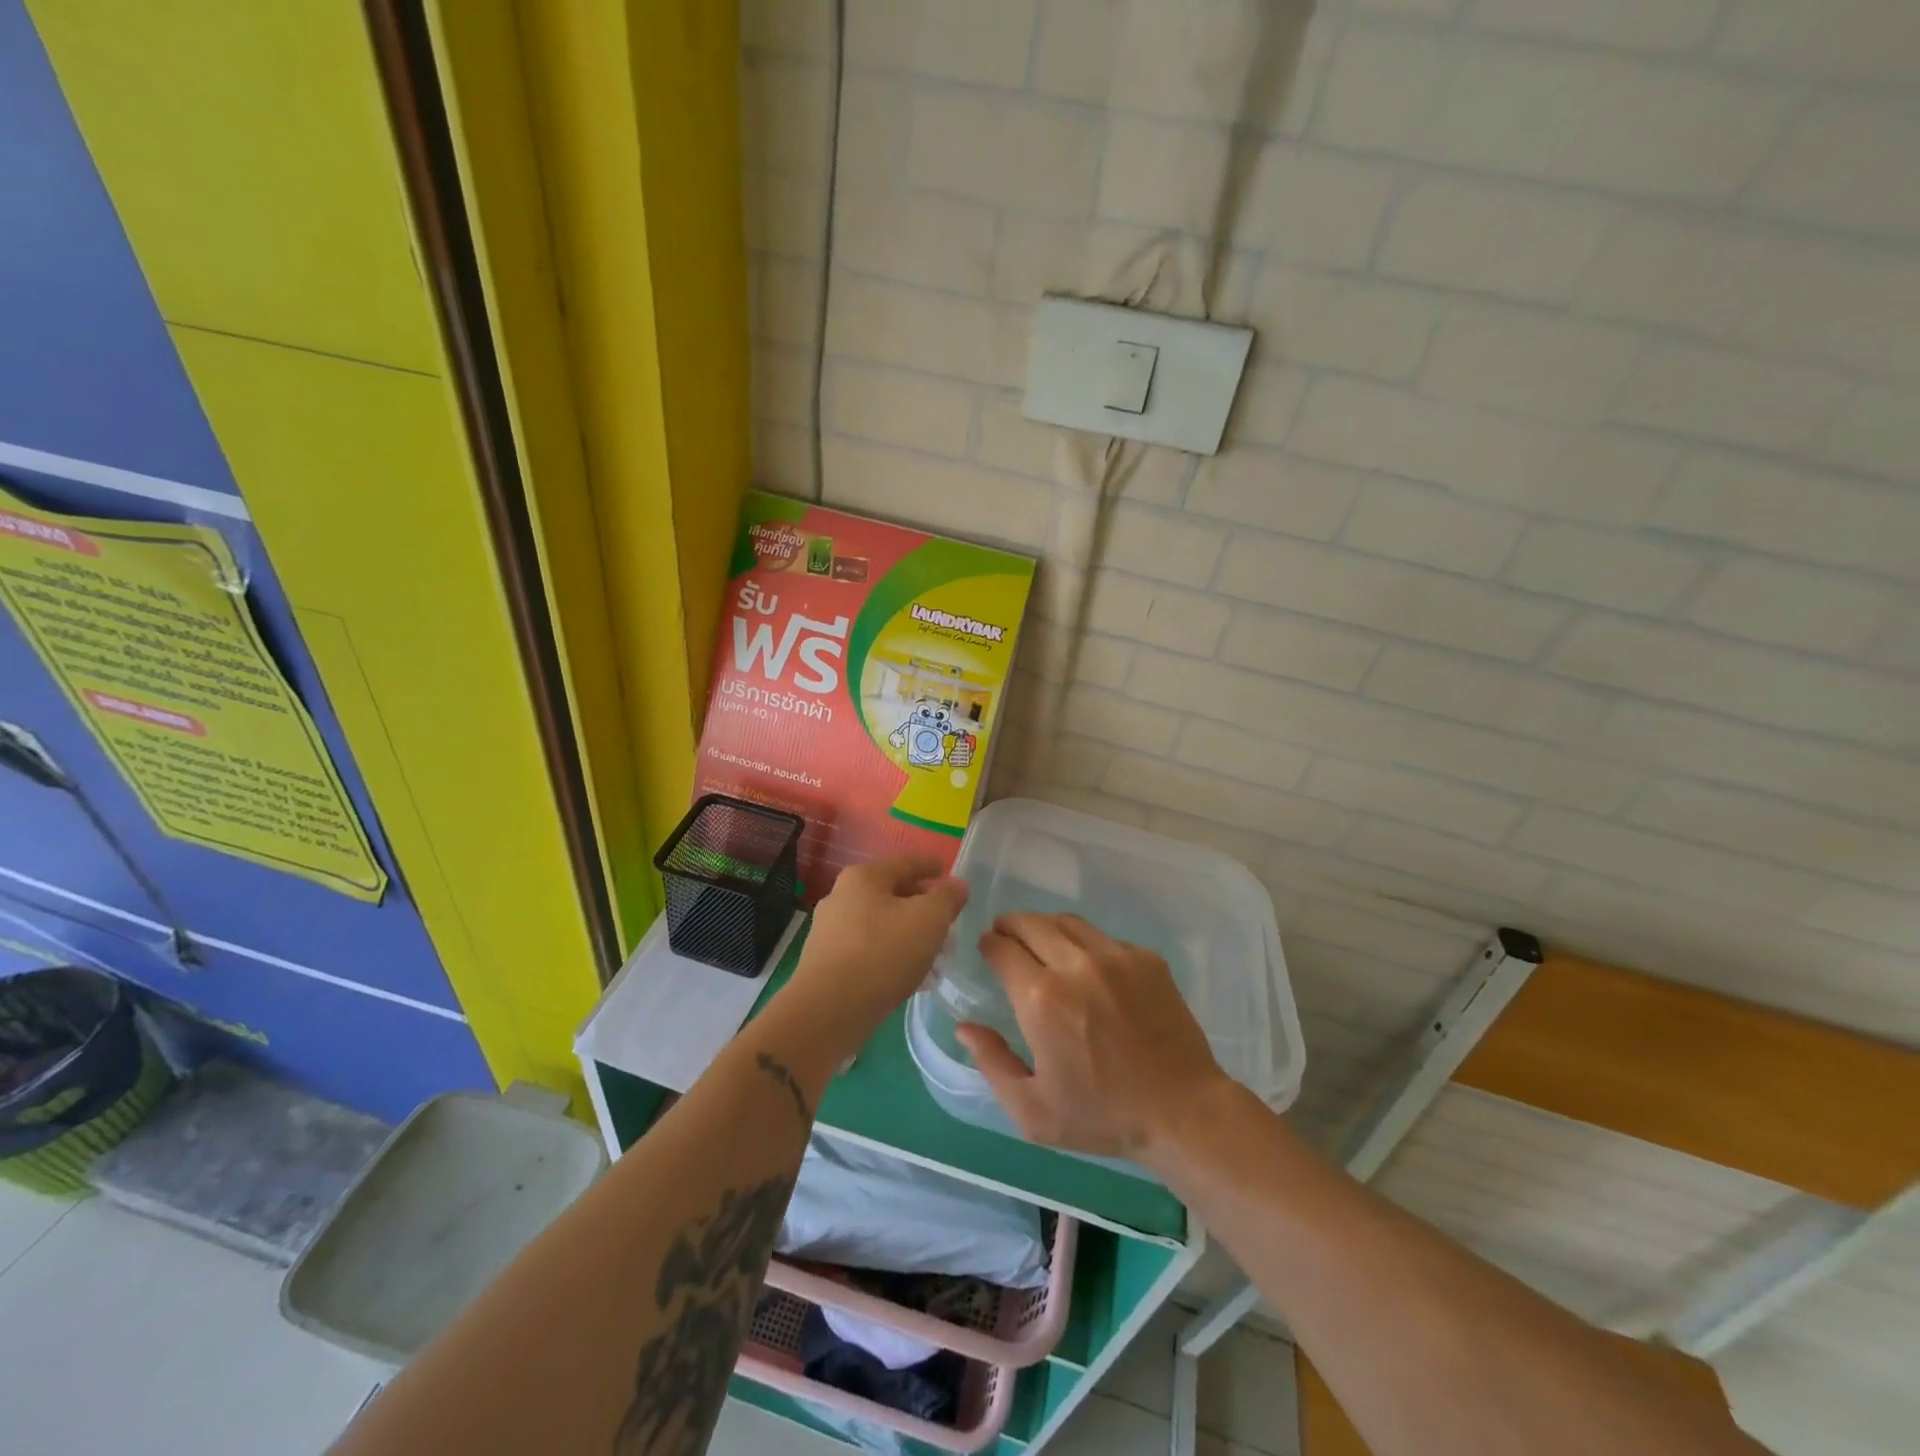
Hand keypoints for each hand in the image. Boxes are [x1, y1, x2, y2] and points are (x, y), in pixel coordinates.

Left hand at [782, 856, 968, 1057]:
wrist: (828, 1011)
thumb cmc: (882, 953)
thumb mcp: (929, 920)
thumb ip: (947, 898)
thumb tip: (957, 885)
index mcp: (864, 878)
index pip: (905, 863)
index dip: (930, 866)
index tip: (946, 870)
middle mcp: (842, 897)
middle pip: (892, 894)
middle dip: (922, 906)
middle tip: (948, 919)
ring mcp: (831, 932)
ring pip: (882, 925)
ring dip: (909, 934)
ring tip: (936, 953)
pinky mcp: (828, 963)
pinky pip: (870, 950)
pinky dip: (893, 956)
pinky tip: (912, 976)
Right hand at [956, 912, 1229, 1163]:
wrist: (1182, 1111)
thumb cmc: (1101, 1116)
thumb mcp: (1032, 1111)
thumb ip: (992, 1063)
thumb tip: (965, 1027)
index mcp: (1042, 999)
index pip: (1002, 948)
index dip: (989, 945)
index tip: (987, 950)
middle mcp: (1075, 965)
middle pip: (1031, 923)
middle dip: (1011, 926)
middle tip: (1006, 937)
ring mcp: (1115, 956)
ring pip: (1067, 922)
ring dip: (1046, 928)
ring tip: (1042, 945)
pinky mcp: (1146, 958)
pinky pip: (1103, 937)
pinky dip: (1085, 944)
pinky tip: (1088, 968)